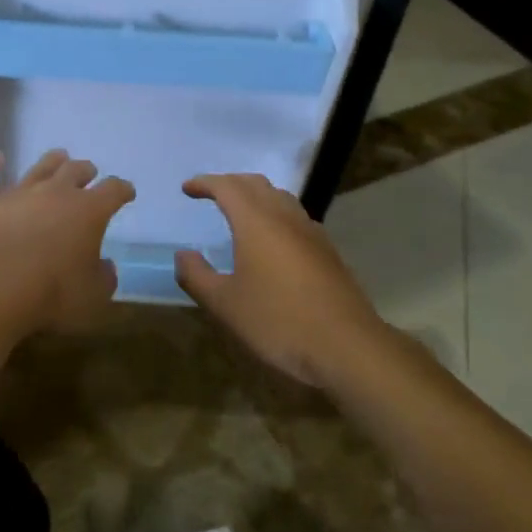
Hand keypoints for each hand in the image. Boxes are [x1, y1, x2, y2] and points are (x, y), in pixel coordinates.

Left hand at [0, 149, 135, 334]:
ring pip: (39, 168)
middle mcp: (56, 192)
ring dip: (51, 161)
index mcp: (89, 211)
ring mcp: (19, 192)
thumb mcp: (92, 296)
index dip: (122, 190)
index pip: (114, 191)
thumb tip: (106, 267)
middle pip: (75, 171)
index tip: (126, 192)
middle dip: (86, 171)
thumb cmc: (52, 292)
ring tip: (58, 156)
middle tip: (89, 172)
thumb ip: (103, 279)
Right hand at [174, 173, 386, 387]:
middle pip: (256, 185)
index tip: (187, 189)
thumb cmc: (278, 322)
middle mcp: (285, 218)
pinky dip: (275, 215)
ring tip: (239, 213)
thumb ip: (197, 276)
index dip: (205, 183)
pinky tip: (272, 241)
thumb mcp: (225, 304)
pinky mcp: (328, 252)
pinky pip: (296, 218)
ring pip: (280, 198)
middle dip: (230, 183)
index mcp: (257, 222)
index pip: (227, 187)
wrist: (348, 348)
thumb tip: (183, 255)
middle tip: (210, 194)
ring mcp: (312, 233)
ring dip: (256, 197)